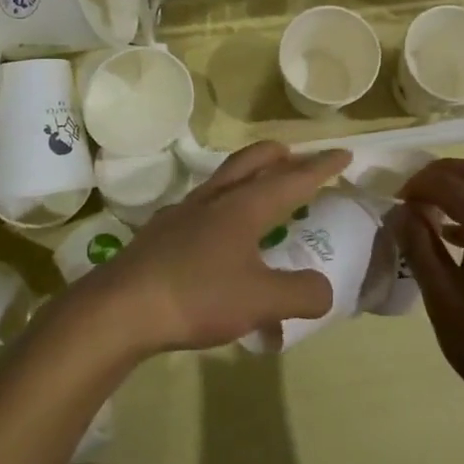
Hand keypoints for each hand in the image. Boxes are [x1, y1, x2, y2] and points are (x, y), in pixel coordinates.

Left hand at [86, 142, 349, 353]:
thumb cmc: (197, 296)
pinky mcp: (160, 234)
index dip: (321, 167)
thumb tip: (324, 291)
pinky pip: (200, 208)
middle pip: (250, 162)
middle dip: (278, 156)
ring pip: (222, 181)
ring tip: (259, 192)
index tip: (343, 154)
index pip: (292, 179)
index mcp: (244, 207)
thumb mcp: (262, 301)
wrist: (120, 309)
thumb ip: (302, 294)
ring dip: (247, 177)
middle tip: (295, 157)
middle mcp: (214, 200)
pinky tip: (216, 236)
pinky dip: (220, 209)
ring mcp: (182, 214)